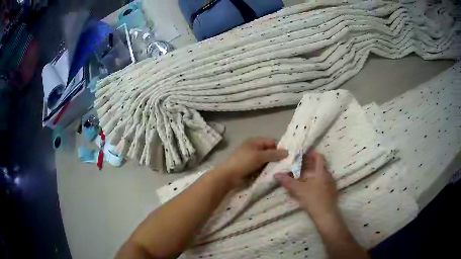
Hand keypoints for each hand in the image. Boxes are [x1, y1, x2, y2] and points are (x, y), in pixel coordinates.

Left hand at [215, 137, 287, 187]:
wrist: (228, 175)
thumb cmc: (244, 162)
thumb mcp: (260, 157)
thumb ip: (274, 154)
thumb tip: (287, 152)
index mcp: (255, 141)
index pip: (271, 142)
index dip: (278, 148)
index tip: (286, 157)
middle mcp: (254, 148)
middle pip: (269, 151)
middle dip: (276, 158)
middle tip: (284, 165)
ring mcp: (251, 158)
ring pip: (266, 160)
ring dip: (271, 165)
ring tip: (278, 171)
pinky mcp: (250, 167)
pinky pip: (261, 167)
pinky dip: (265, 170)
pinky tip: (270, 175)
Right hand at [274, 152, 338, 221]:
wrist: (326, 215)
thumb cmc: (313, 199)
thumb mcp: (299, 190)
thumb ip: (288, 182)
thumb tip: (276, 174)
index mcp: (322, 172)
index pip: (319, 157)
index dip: (311, 154)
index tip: (303, 156)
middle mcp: (328, 176)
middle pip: (319, 167)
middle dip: (309, 167)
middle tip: (298, 168)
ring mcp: (331, 185)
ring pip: (321, 176)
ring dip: (312, 176)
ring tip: (302, 180)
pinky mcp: (331, 193)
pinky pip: (323, 184)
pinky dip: (316, 183)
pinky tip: (309, 190)